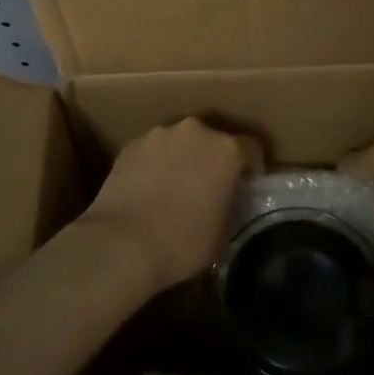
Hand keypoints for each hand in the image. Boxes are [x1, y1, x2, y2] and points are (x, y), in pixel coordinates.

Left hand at [81, 119, 262, 290]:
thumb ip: (230, 205)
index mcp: (226, 150)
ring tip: (176, 186)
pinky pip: (153, 151)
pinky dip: (156, 164)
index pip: (251, 149)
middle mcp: (195, 131)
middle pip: (213, 140)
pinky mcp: (131, 145)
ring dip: (183, 158)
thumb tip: (225, 201)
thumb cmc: (182, 243)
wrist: (122, 244)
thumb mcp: (223, 233)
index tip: (248, 184)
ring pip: (180, 143)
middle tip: (210, 185)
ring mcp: (159, 135)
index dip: (251, 167)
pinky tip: (150, 189)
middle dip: (214, 159)